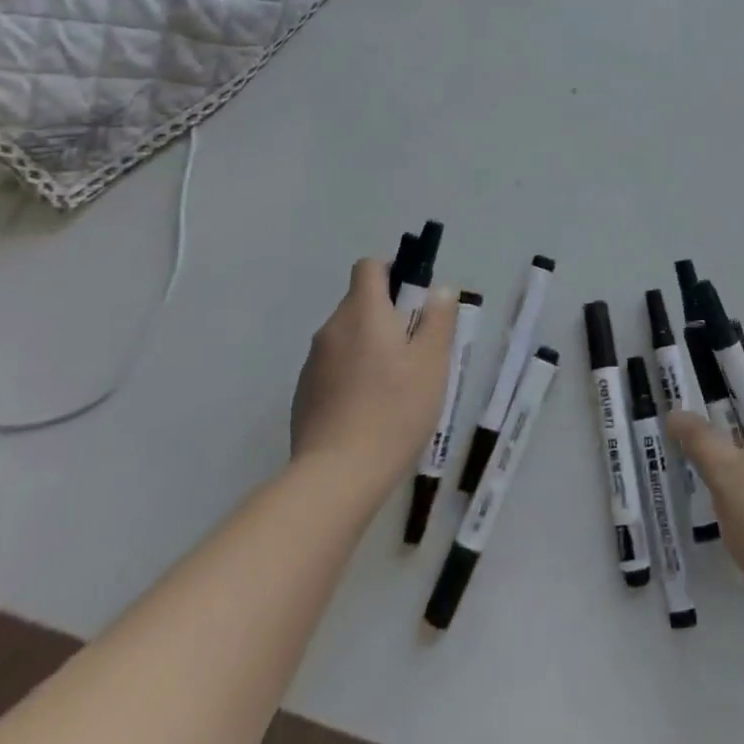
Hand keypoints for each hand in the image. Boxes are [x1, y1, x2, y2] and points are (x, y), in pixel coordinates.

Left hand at [289, 258, 457, 497]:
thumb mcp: (432, 362)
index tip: (415, 299)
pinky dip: (352, 374)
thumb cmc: (394, 410)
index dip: (393, 272)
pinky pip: (333, 368)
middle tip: (417, 348)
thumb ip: (438, 319)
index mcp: (362, 312)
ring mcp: (313, 363)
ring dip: (370, 346)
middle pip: (359, 303)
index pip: (369, 267)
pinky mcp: (303, 395)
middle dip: (388, 314)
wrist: (337, 476)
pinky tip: (370, 409)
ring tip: (396, 385)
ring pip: (347, 337)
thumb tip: (440, 289)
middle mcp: (331, 329)